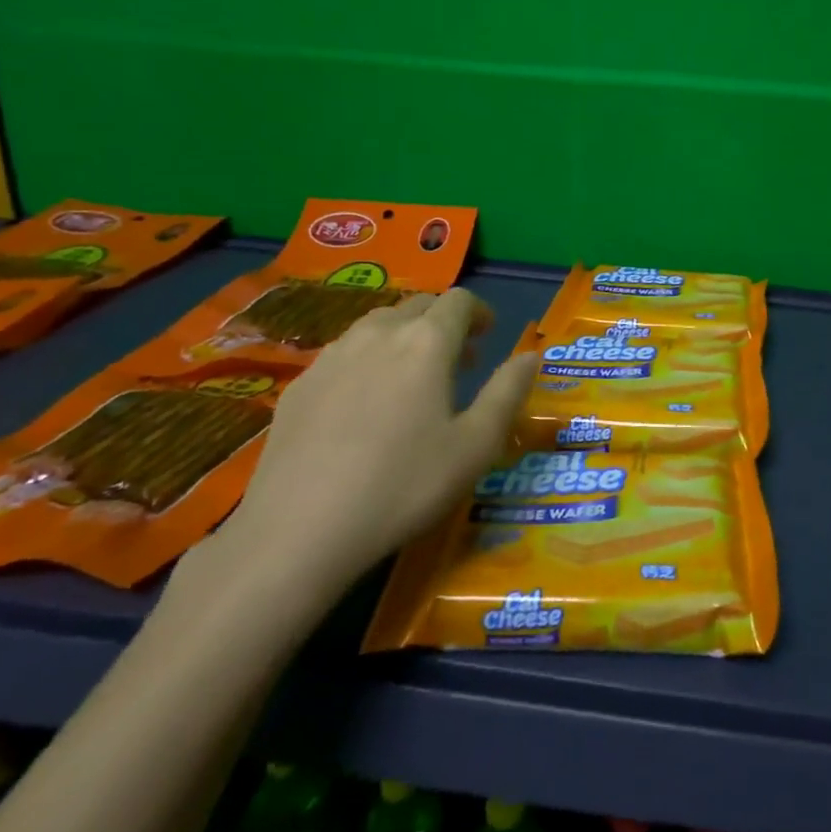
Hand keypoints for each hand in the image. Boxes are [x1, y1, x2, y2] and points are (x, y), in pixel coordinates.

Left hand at [217, 289, 535, 599]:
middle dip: (443, 323)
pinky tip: (363, 404)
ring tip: (412, 378)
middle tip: (459, 360)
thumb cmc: (404, 484)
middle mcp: (378, 334)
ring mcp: (331, 356)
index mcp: (427, 342)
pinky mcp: (299, 385)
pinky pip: (342, 353)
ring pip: (376, 325)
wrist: (299, 530)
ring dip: (403, 337)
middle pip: (417, 306)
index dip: (479, 312)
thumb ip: (508, 392)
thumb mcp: (476, 445)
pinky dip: (366, 360)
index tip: (488, 336)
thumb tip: (531, 355)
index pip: (459, 301)